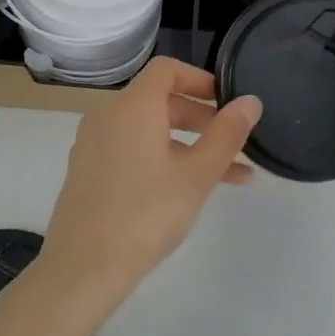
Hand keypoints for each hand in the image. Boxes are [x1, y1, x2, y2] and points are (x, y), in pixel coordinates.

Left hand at [37, 57, 261, 319]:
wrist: (83, 266)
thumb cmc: (147, 213)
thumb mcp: (197, 174)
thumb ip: (226, 134)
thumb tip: (250, 101)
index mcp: (132, 105)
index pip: (167, 69)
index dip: (200, 79)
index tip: (227, 102)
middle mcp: (108, 114)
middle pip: (159, 100)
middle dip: (201, 118)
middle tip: (234, 144)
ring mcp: (93, 143)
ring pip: (148, 130)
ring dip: (188, 144)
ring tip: (230, 176)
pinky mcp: (87, 169)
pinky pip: (130, 149)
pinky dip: (161, 157)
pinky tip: (187, 190)